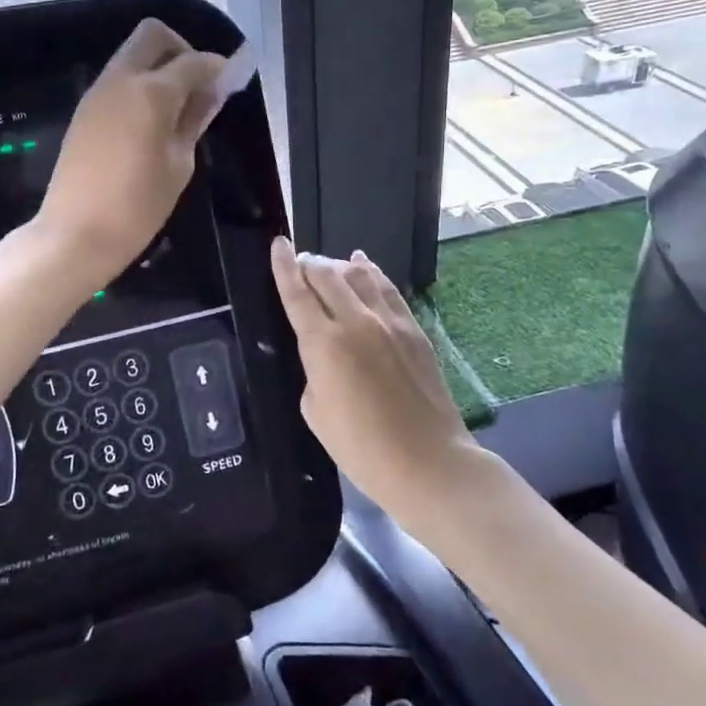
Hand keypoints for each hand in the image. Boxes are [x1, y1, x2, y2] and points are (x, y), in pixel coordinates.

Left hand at [37, 19, 227, 288]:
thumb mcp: (179, 166)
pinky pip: (117, 80)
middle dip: (182, 49)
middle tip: (199, 85)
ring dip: (158, 67)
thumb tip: (212, 92)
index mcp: (151, 92)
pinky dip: (139, 85)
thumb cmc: (137, 207)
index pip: (193, 61)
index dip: (218, 66)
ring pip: (132, 55)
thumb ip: (194, 120)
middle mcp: (121, 80)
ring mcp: (97, 93)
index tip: (232, 80)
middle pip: (153, 36)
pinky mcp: (84, 112)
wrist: (75, 234)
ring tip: (178, 108)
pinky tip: (152, 122)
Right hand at [270, 240, 484, 529]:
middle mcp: (356, 321)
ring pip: (359, 275)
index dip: (283, 266)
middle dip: (308, 263)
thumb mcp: (315, 411)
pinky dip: (370, 273)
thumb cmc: (361, 448)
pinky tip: (363, 266)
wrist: (427, 462)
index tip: (277, 244)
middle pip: (327, 274)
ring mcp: (389, 322)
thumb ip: (313, 370)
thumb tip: (323, 355)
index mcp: (324, 343)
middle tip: (299, 264)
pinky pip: (388, 289)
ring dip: (337, 266)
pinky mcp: (414, 330)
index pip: (297, 292)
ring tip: (327, 266)